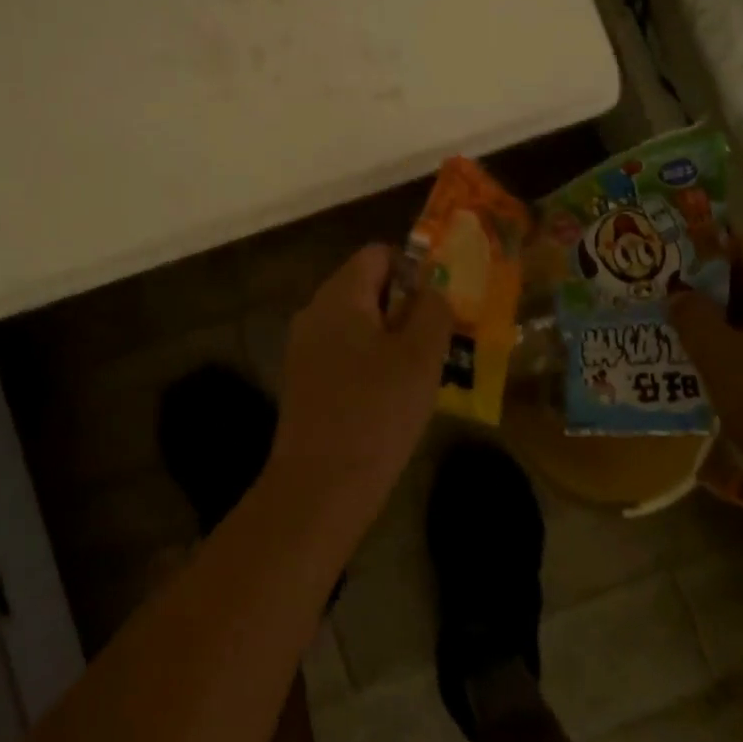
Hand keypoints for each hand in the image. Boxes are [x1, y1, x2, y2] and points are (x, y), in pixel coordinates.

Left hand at [269, 245, 454, 531]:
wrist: (320, 487)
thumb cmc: (376, 412)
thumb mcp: (420, 356)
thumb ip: (433, 310)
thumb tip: (432, 289)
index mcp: (339, 295)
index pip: (378, 254)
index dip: (414, 270)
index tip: (438, 307)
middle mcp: (315, 312)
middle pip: (367, 287)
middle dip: (406, 308)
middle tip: (436, 344)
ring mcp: (304, 347)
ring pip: (358, 323)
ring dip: (391, 339)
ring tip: (420, 374)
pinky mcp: (304, 380)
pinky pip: (344, 352)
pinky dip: (370, 362)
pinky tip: (390, 399)